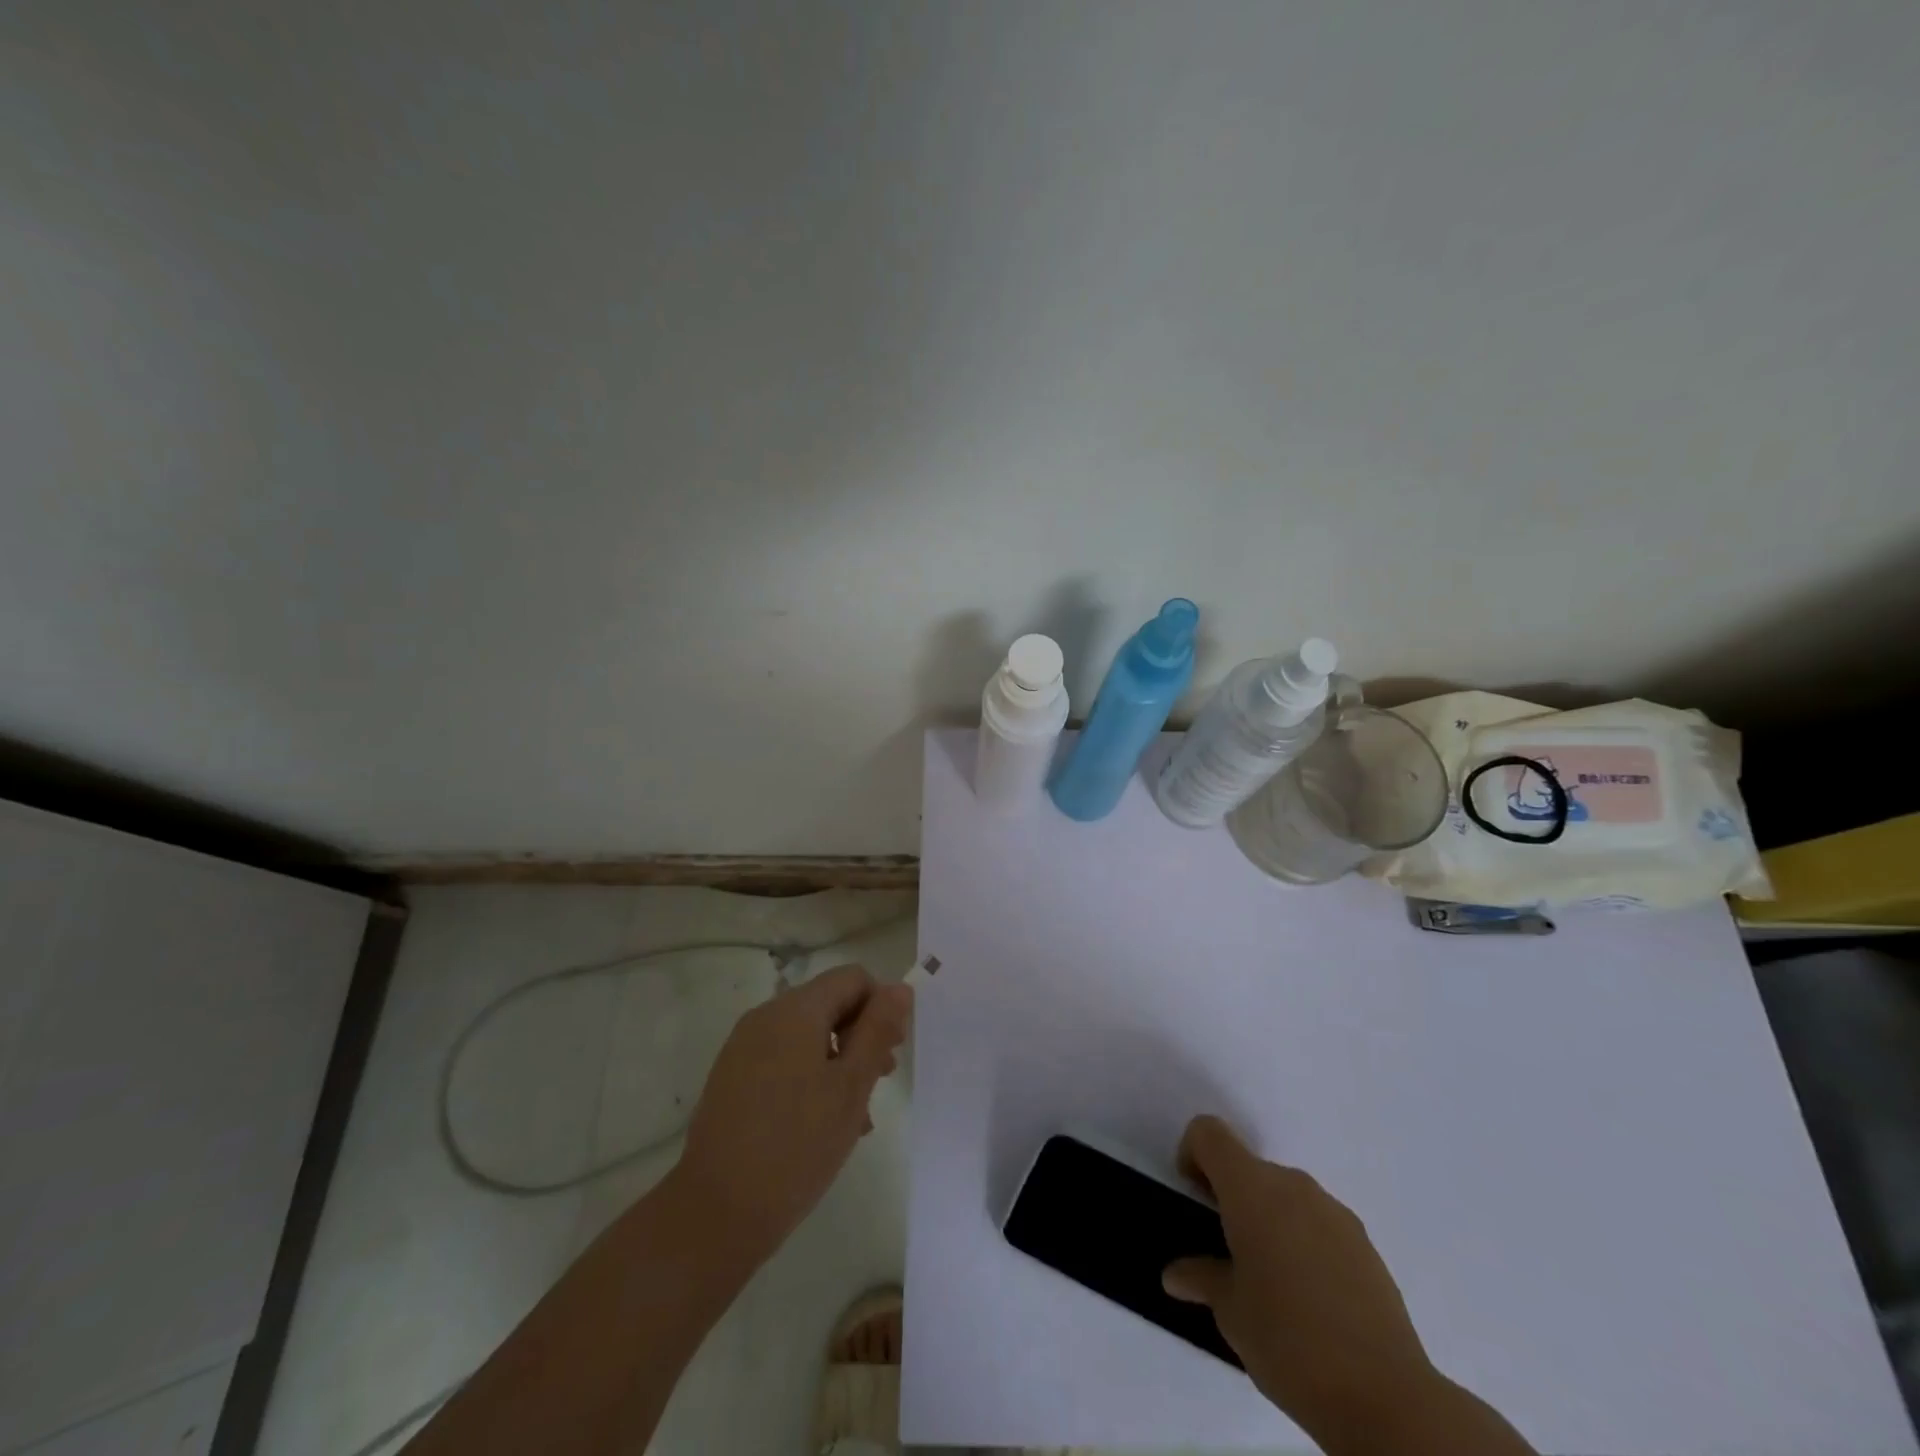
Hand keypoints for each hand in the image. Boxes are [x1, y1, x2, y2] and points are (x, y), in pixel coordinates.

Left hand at [673, 965, 910, 1268]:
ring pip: (807, 1036)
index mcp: (795, 1010)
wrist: (716, 1213)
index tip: (891, 1052)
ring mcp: (743, 1048)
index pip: (852, 978)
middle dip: (861, 1036)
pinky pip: (782, 1060)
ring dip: (839, 1062)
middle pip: (829, 1004)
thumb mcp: (851, 1086)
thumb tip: (899, 987)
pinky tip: (822, 1125)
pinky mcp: (731, 1078)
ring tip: (856, 1116)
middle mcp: (765, 1017)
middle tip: (879, 1083)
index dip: (880, 1007)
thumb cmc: (797, 1145)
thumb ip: (877, 1030)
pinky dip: (809, 1077)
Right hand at [1162, 1116, 1439, 1451]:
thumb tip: (1176, 1274)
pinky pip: (1318, 1224)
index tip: (1193, 1198)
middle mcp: (1293, 1185)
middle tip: (1225, 1250)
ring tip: (1270, 1282)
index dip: (1192, 1154)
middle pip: (1249, 1167)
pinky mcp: (1365, 1244)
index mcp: (1252, 1189)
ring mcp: (1334, 1212)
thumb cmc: (1289, 1341)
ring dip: (1268, 1219)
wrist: (1387, 1398)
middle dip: (1231, 1196)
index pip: (1209, 1134)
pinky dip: (1302, 1241)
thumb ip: (1202, 1278)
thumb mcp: (1230, 1313)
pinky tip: (1310, 1300)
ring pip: (1286, 1195)